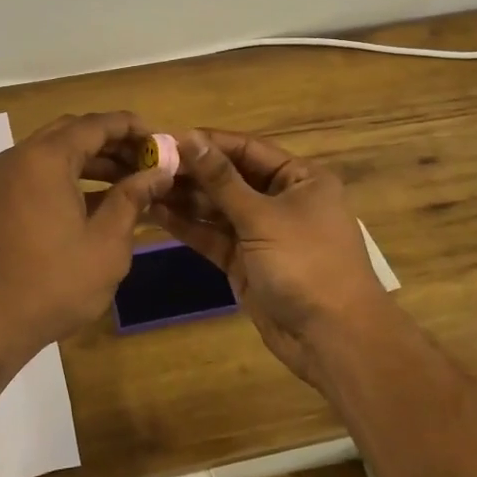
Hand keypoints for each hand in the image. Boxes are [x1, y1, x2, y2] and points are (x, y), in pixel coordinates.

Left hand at [0, 112, 175, 355]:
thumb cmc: (54, 283)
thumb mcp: (106, 243)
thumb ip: (133, 198)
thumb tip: (159, 172)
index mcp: (45, 158)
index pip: (95, 125)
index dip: (130, 127)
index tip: (159, 139)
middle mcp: (19, 157)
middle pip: (72, 132)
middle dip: (111, 142)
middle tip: (146, 160)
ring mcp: (2, 178)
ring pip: (54, 153)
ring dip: (91, 160)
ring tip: (130, 180)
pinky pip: (38, 173)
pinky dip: (68, 177)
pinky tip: (97, 200)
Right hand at [150, 130, 390, 390]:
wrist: (333, 339)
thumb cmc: (306, 264)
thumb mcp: (262, 217)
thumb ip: (221, 180)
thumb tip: (190, 138)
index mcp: (300, 179)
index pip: (247, 150)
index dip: (208, 143)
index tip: (167, 137)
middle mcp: (281, 200)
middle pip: (230, 178)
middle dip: (192, 172)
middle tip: (147, 163)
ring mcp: (262, 232)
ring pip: (218, 208)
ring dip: (185, 198)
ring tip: (144, 185)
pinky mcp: (245, 261)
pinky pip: (213, 236)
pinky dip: (188, 226)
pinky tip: (156, 212)